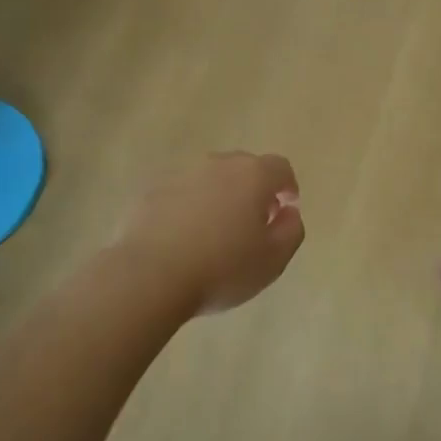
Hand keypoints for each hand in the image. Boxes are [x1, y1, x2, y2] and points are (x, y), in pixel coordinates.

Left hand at [117, 152, 303, 315]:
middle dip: (253, 189)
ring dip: (219, 196)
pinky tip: (183, 237)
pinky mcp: (150, 191)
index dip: (287, 186)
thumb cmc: (222, 269)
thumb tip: (288, 212)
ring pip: (209, 178)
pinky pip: (180, 193)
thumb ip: (291, 230)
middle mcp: (216, 164)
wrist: (150, 276)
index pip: (280, 167)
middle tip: (254, 221)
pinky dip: (188, 207)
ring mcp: (180, 175)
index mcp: (252, 175)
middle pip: (243, 167)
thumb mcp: (273, 259)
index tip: (286, 207)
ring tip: (216, 231)